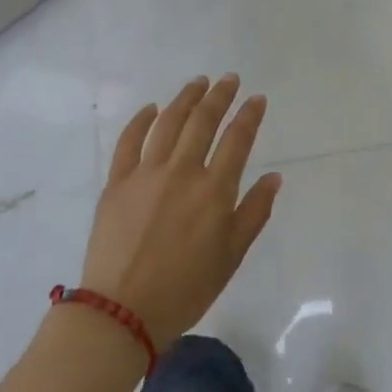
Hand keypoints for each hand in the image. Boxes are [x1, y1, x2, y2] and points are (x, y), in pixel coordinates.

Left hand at [81, 75, 281, 349]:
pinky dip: (141, 121)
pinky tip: (151, 109)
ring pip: (168, 123)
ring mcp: (145, 174)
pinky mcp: (116, 183)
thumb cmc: (186, 288)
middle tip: (229, 79)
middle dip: (220, 96)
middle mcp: (182, 172)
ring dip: (185, 98)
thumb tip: (274, 177)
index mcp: (214, 191)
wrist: (122, 312)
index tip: (257, 98)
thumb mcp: (232, 256)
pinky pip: (129, 142)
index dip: (249, 115)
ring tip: (198, 83)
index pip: (237, 140)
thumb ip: (254, 212)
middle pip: (203, 122)